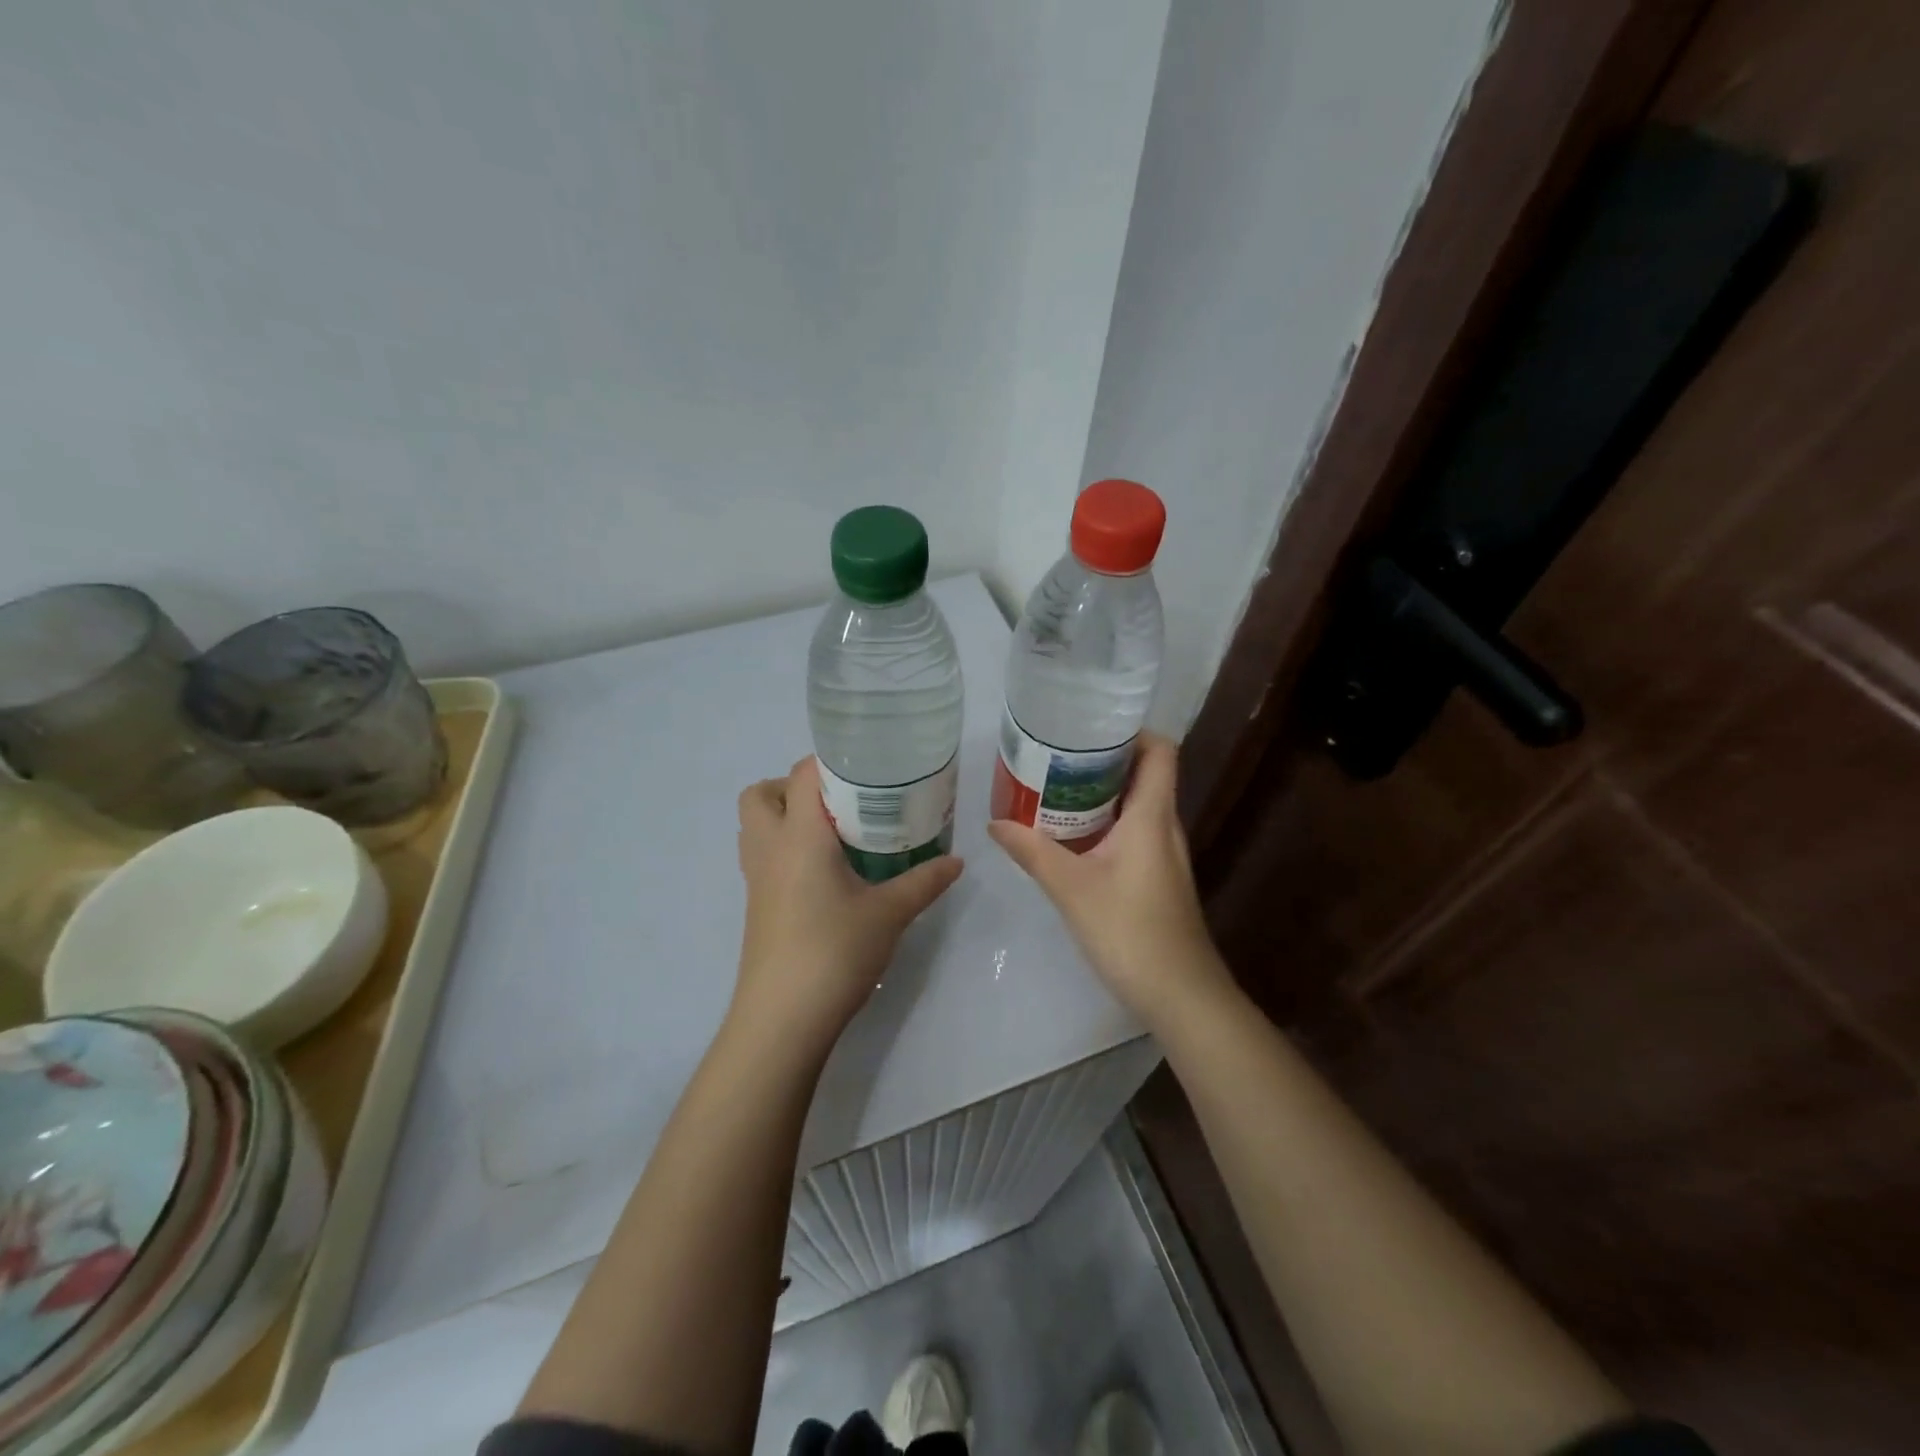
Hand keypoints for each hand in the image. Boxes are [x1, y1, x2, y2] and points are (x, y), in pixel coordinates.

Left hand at [734, 756, 962, 1052]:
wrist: (783, 1019)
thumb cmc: (834, 951)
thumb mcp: (890, 913)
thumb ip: (924, 880)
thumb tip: (957, 861)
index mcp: (799, 835)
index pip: (801, 774)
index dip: (830, 762)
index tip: (867, 769)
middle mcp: (769, 847)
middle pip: (762, 793)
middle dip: (794, 786)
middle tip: (840, 802)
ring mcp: (756, 878)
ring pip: (755, 825)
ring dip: (785, 816)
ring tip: (833, 833)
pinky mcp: (756, 904)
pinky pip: (762, 856)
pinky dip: (785, 848)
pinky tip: (824, 873)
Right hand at [988, 734, 1231, 1026]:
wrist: (1180, 995)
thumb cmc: (1130, 932)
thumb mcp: (1072, 889)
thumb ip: (1032, 852)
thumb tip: (994, 823)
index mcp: (1152, 817)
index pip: (1160, 752)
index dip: (1132, 731)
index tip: (1089, 726)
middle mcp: (1165, 827)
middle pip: (1144, 775)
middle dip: (1103, 760)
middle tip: (1056, 755)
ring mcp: (1165, 855)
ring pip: (1137, 806)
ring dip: (1102, 794)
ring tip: (1055, 788)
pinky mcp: (1158, 878)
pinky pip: (1134, 833)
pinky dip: (1106, 824)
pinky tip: (1072, 838)